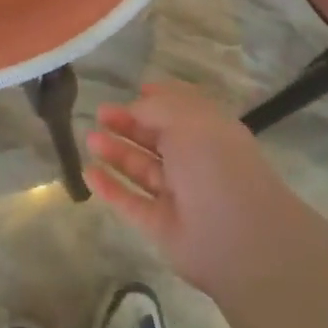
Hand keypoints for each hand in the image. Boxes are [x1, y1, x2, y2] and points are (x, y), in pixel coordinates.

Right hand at [86, 80, 306, 294]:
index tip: (133, 91)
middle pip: (157, 138)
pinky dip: (111, 188)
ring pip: (142, 168)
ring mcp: (179, 195)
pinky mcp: (162, 226)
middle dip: (128, 124)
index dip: (158, 98)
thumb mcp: (186, 118)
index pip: (181, 109)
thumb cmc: (215, 163)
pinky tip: (89, 173)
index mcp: (209, 131)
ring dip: (116, 152)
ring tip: (89, 139)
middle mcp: (195, 160)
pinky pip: (132, 202)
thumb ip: (156, 107)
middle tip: (100, 114)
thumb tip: (134, 107)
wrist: (238, 237)